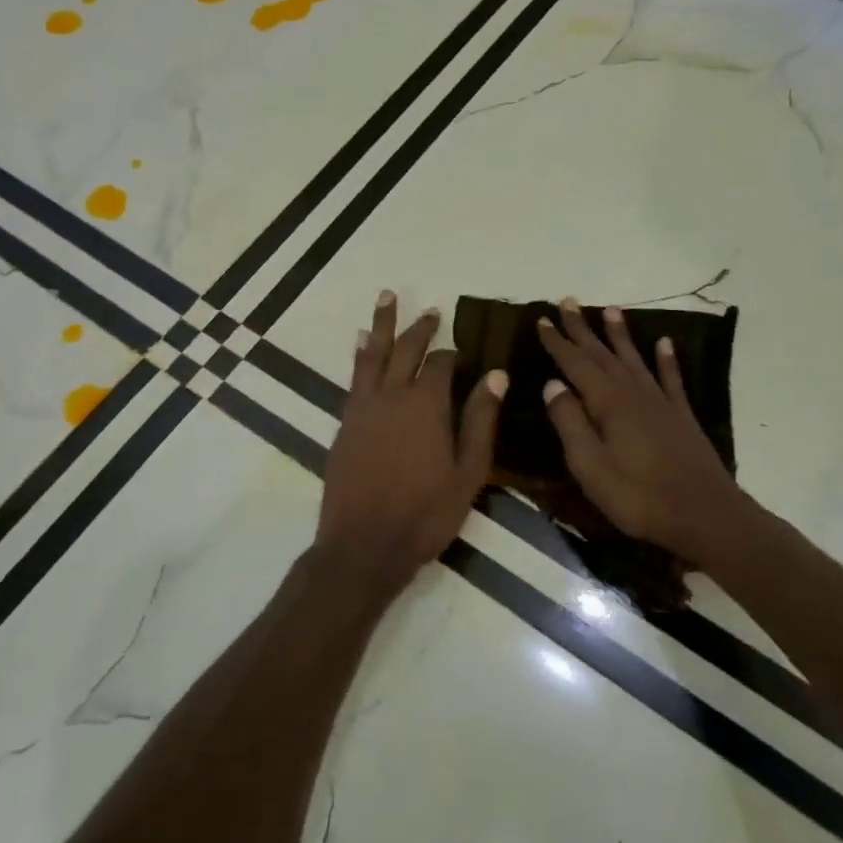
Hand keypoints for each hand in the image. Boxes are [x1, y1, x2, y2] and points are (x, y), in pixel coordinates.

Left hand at [316, 292, 505, 601]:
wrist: (364, 544)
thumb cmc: (425, 513)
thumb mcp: (468, 472)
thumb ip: (481, 420)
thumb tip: (496, 374)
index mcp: (427, 405)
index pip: (441, 364)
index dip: (453, 355)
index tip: (463, 355)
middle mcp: (392, 395)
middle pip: (406, 350)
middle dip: (419, 329)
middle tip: (430, 311)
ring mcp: (364, 407)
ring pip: (374, 355)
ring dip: (382, 325)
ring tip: (386, 298)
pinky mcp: (345, 422)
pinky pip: (354, 376)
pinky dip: (360, 355)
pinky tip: (363, 343)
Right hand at [538, 299, 748, 557]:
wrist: (705, 515)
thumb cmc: (639, 496)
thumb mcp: (591, 467)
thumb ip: (570, 423)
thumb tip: (552, 385)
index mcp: (608, 403)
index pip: (576, 364)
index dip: (557, 341)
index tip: (542, 319)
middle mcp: (634, 393)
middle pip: (603, 354)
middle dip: (583, 328)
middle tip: (568, 302)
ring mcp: (661, 402)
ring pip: (634, 358)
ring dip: (620, 334)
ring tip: (610, 310)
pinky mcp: (681, 416)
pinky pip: (671, 378)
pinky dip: (666, 359)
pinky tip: (664, 343)